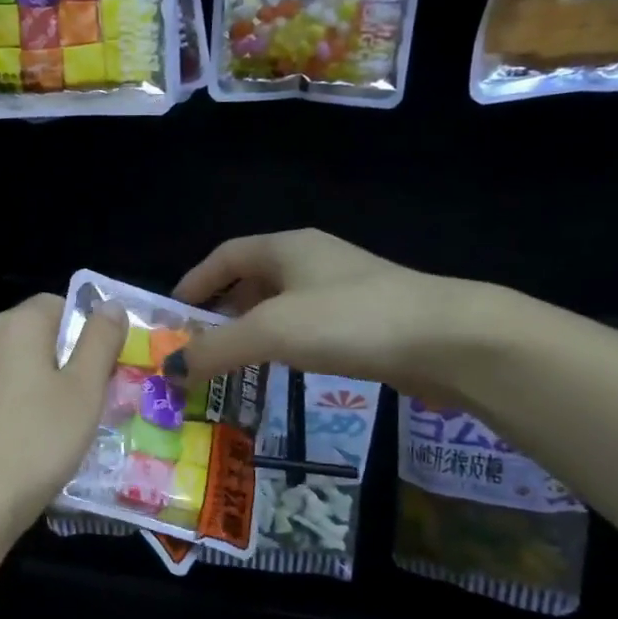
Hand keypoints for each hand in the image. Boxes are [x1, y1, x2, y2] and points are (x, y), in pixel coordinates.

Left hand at [0, 294, 127, 529]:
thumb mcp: (85, 390)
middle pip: (32, 337)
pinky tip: (16, 448)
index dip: (84, 333)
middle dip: (60, 364)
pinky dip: (5, 412)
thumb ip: (100, 340)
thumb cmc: (37, 440)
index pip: (58, 304)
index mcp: (16, 324)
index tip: (99, 373)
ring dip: (32, 389)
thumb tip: (110, 305)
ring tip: (51, 433)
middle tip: (83, 406)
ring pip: (8, 370)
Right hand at [165, 229, 484, 393]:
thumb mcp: (270, 332)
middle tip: (200, 345)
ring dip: (252, 330)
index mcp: (287, 247)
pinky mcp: (365, 320)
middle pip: (252, 279)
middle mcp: (312, 260)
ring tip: (233, 362)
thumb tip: (170, 371)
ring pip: (281, 305)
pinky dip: (284, 344)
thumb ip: (215, 350)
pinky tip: (283, 368)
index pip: (226, 255)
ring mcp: (343, 289)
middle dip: (221, 310)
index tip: (173, 315)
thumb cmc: (349, 321)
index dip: (195, 281)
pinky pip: (308, 326)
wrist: (448, 340)